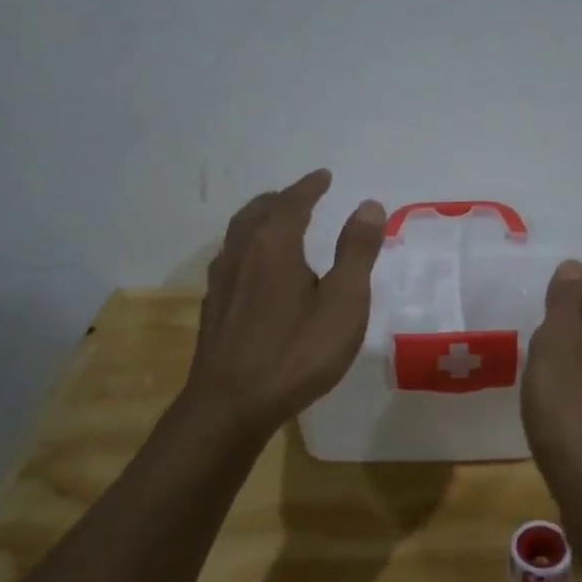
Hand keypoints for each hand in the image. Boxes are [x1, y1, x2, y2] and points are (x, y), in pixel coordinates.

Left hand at [181, 169, 385, 439]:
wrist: (231, 405)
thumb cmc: (296, 352)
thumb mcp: (343, 302)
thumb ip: (356, 252)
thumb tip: (368, 205)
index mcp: (274, 245)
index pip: (292, 202)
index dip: (310, 186)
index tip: (324, 176)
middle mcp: (241, 253)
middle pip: (258, 212)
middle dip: (281, 199)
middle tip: (301, 197)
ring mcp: (221, 281)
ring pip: (239, 235)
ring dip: (260, 220)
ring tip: (278, 225)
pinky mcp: (213, 308)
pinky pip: (232, 259)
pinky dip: (249, 247)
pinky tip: (257, 271)